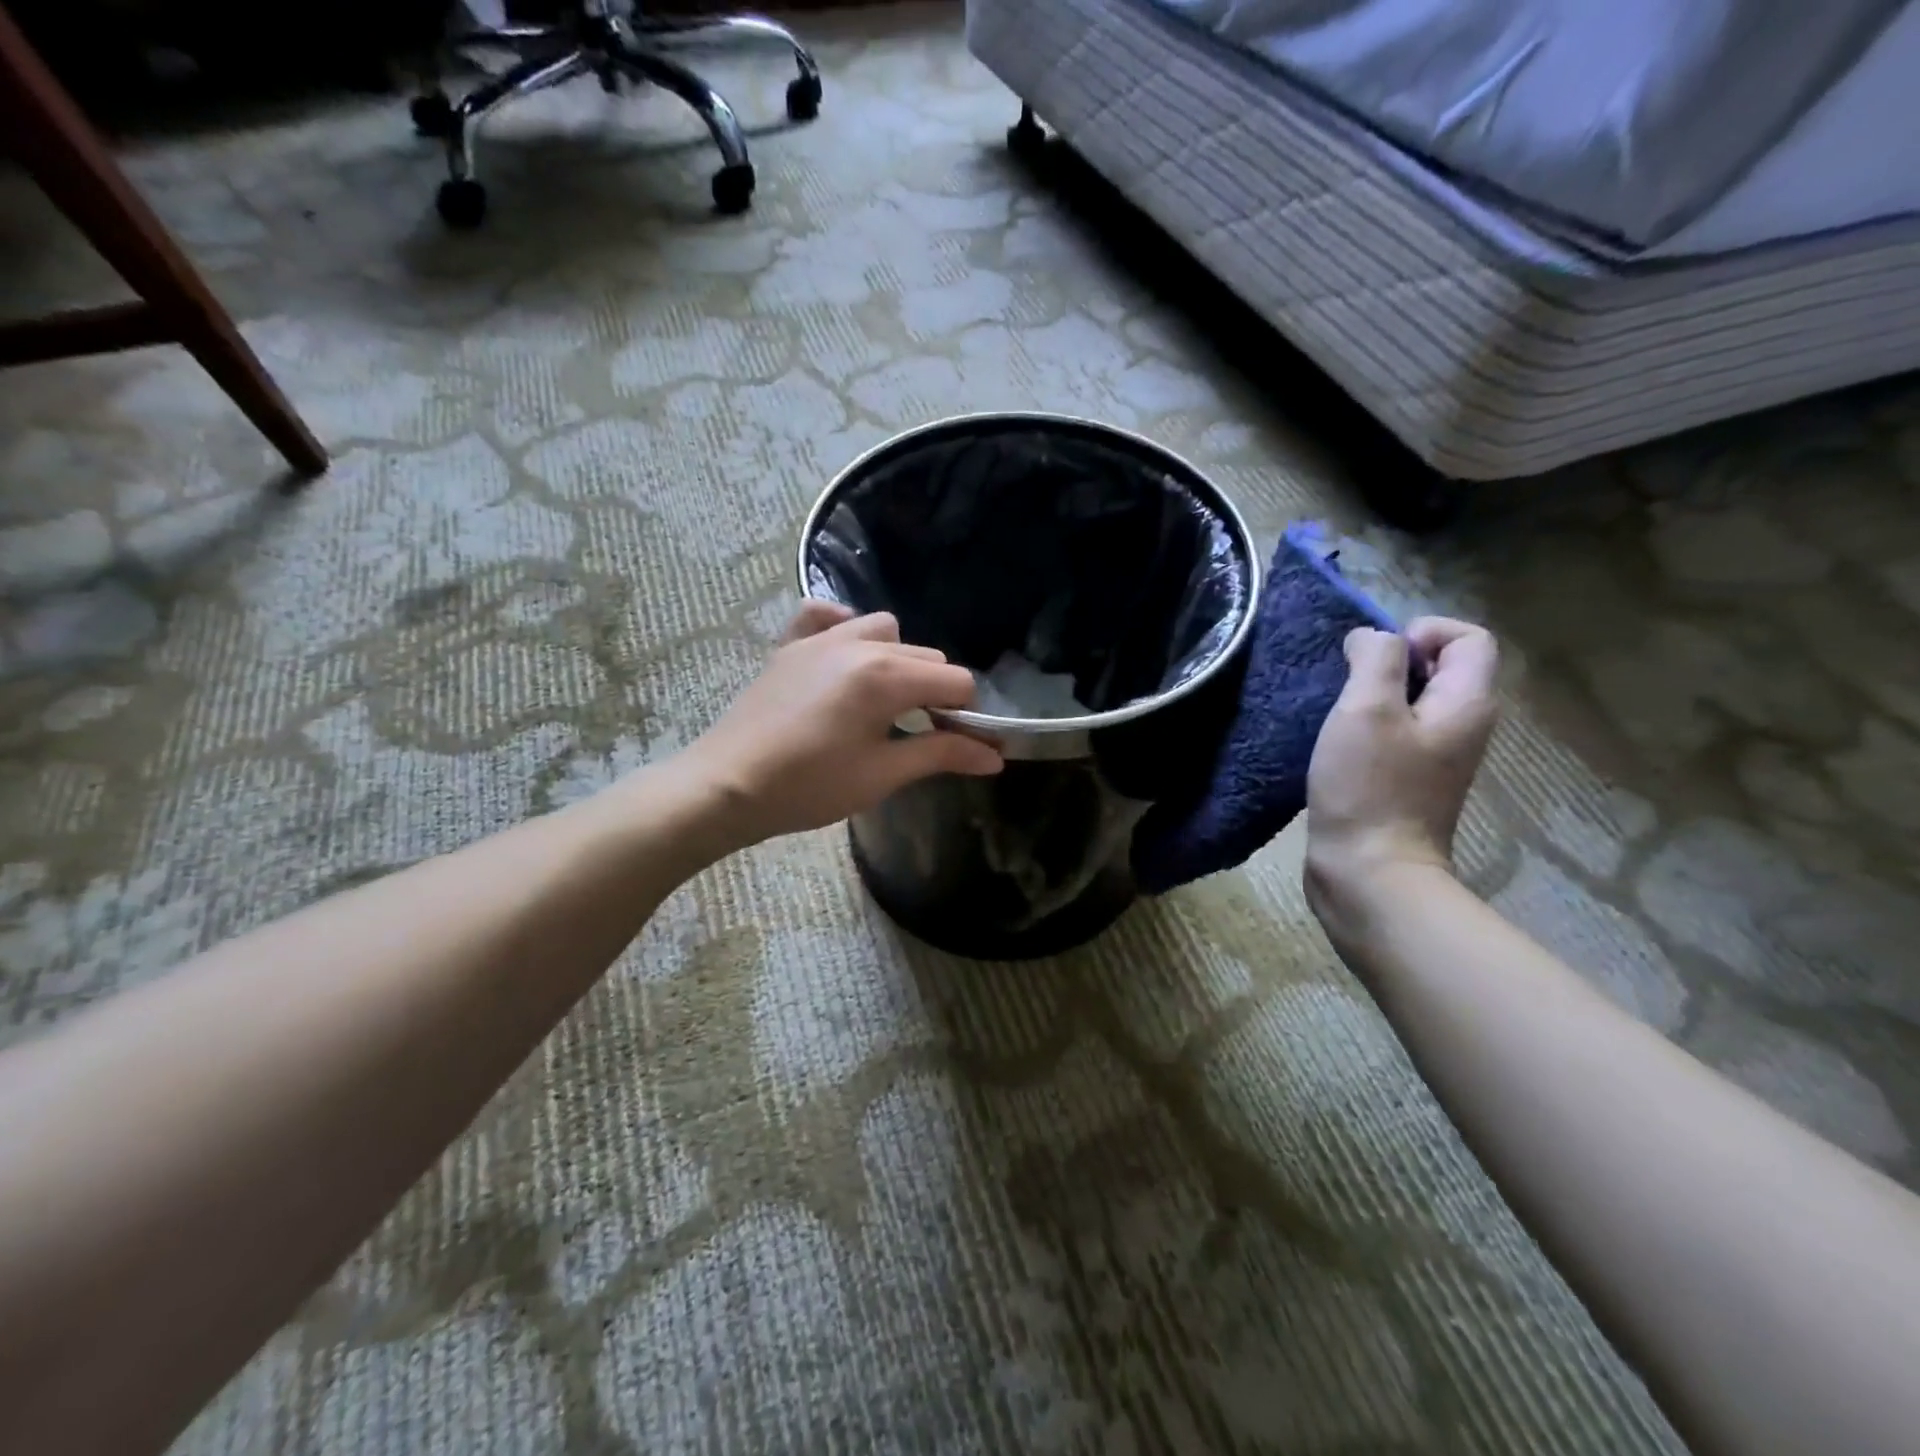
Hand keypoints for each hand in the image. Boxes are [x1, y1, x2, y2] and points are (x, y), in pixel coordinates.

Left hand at [678, 601, 1002, 847]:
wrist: (727, 786)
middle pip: (925, 657)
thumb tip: (996, 755)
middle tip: (924, 733)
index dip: (967, 715)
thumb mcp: (882, 775)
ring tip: (886, 700)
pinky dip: (844, 627)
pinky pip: (825, 615)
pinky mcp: (790, 646)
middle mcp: (859, 644)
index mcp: (886, 676)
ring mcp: (820, 639)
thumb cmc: (809, 787)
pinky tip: (844, 655)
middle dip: (937, 692)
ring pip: (885, 630)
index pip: (955, 682)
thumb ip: (941, 755)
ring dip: (899, 659)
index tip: (961, 745)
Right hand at [1304, 617, 1498, 920]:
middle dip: (1392, 662)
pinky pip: (1396, 730)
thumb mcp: (1366, 709)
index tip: (1376, 657)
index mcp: (1466, 703)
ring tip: (1338, 712)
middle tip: (1349, 685)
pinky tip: (1339, 742)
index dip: (1423, 631)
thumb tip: (1372, 638)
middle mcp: (1463, 725)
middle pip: (1441, 666)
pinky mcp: (1409, 779)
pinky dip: (1369, 724)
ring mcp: (1437, 756)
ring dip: (1374, 694)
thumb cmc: (1368, 787)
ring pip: (1413, 700)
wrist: (1369, 872)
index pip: (1469, 638)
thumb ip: (1375, 660)